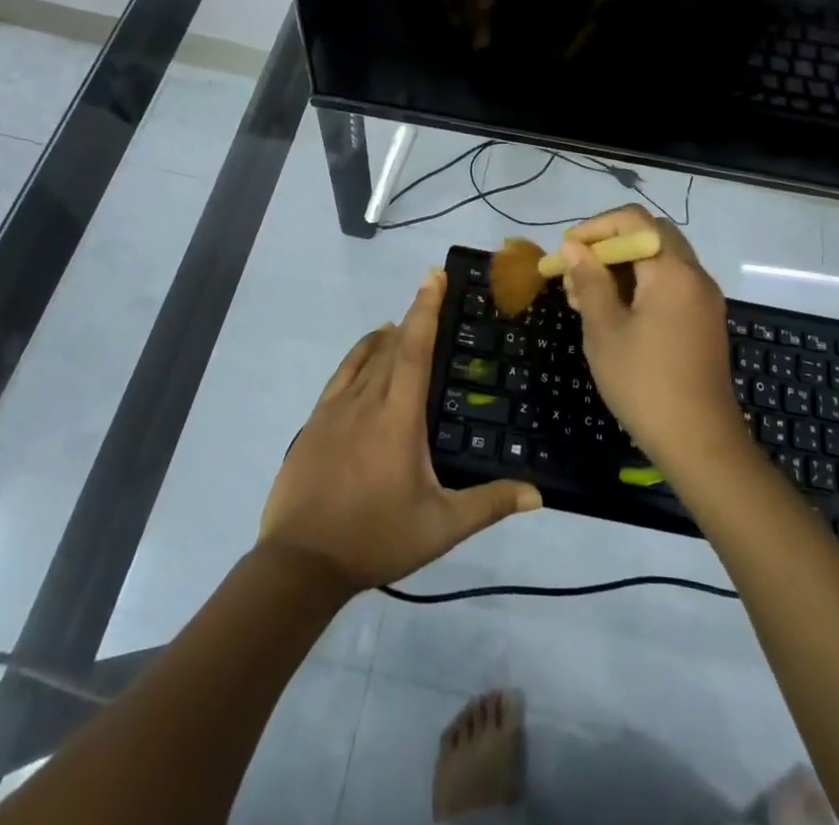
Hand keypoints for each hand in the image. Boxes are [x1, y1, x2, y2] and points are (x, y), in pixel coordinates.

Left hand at [259, 271, 541, 591]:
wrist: (300, 562)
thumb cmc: (375, 537)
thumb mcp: (440, 527)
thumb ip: (489, 504)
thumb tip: (538, 493)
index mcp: (398, 416)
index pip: (414, 350)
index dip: (426, 309)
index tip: (434, 276)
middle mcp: (367, 400)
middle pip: (392, 346)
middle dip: (413, 315)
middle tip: (430, 291)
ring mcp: (336, 409)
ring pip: (364, 357)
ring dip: (386, 335)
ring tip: (402, 321)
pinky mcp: (315, 422)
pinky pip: (341, 374)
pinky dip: (358, 354)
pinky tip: (366, 353)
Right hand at [559, 206, 746, 473]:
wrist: (700, 443)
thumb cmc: (645, 383)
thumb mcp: (605, 330)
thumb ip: (590, 280)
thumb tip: (574, 246)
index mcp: (672, 270)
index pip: (633, 221)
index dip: (595, 228)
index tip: (566, 251)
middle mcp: (694, 275)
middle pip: (649, 236)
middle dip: (608, 246)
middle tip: (577, 273)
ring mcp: (703, 298)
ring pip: (659, 260)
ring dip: (623, 268)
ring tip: (585, 298)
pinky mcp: (704, 320)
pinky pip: (670, 285)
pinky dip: (641, 286)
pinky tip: (613, 314)